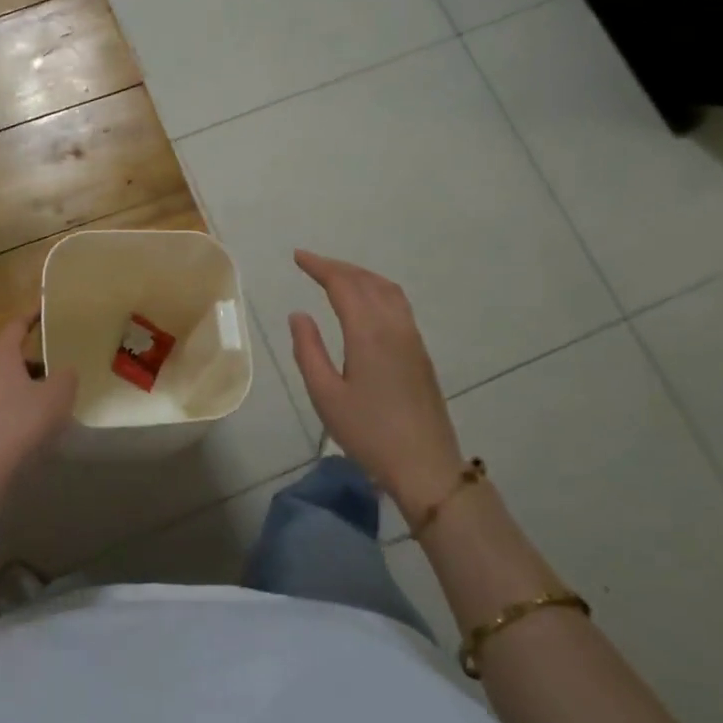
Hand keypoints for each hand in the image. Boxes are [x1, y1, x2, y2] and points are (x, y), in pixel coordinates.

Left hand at [0, 315, 76, 510]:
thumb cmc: (18, 423)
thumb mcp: (57, 397)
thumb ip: (66, 377)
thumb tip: (64, 372)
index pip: (16, 324)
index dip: (33, 316)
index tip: (47, 311)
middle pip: (8, 355)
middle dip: (33, 359)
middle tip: (58, 364)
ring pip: (1, 382)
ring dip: (23, 387)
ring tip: (49, 399)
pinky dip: (13, 408)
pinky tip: (30, 426)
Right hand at [287, 250, 465, 517]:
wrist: (425, 465)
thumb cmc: (369, 433)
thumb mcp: (326, 395)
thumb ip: (309, 350)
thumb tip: (299, 315)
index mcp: (368, 332)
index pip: (343, 284)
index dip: (319, 266)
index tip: (298, 257)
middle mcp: (394, 326)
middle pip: (366, 281)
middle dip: (338, 267)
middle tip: (311, 264)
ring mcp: (412, 337)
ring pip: (387, 289)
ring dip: (360, 275)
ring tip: (337, 276)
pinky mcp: (420, 351)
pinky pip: (398, 304)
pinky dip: (377, 289)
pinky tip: (367, 302)